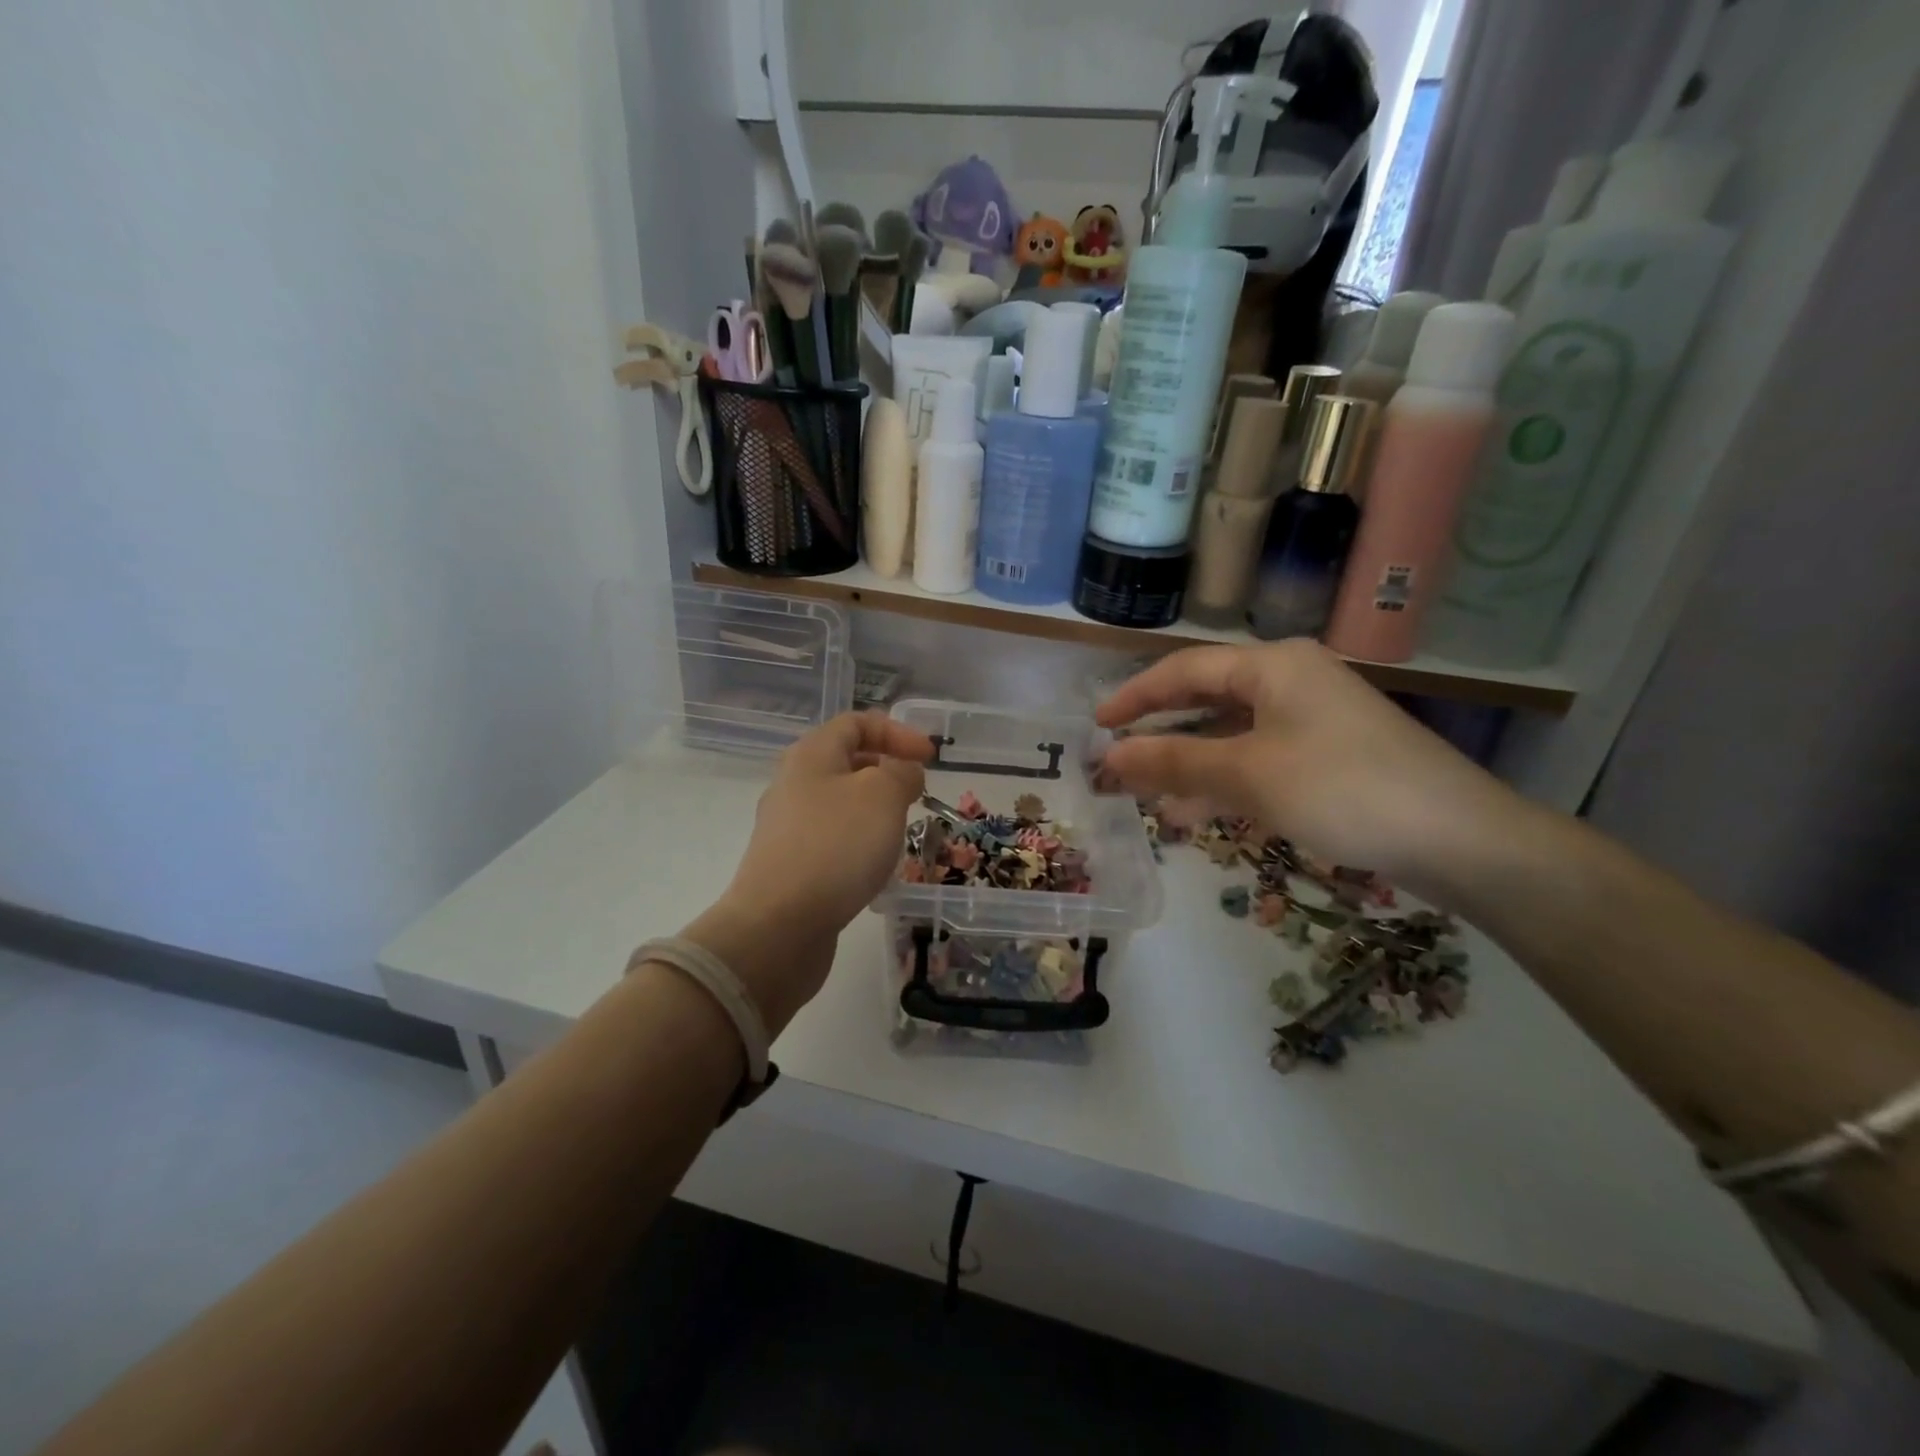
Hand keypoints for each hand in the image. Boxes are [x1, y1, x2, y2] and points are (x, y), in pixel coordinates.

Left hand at [683, 712, 931, 1031]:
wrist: (778, 926)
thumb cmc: (836, 847)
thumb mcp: (882, 795)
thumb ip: (901, 772)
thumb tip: (903, 772)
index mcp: (811, 755)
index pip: (856, 723)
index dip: (897, 731)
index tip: (930, 757)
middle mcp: (793, 784)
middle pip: (845, 761)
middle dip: (887, 770)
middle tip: (918, 793)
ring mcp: (788, 828)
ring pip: (840, 803)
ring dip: (876, 809)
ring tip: (902, 829)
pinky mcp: (790, 866)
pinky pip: (832, 840)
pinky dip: (860, 842)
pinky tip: (876, 866)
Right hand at [1096, 641, 1528, 904]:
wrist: (1460, 840)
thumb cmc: (1343, 788)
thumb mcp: (1249, 774)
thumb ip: (1174, 762)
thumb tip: (1109, 756)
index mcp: (1273, 666)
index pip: (1185, 670)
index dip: (1136, 696)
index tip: (1097, 723)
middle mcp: (1291, 682)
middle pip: (1207, 700)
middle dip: (1160, 732)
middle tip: (1117, 758)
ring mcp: (1313, 721)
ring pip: (1231, 736)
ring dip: (1188, 764)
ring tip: (1146, 796)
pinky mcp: (1328, 758)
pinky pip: (1258, 761)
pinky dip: (1225, 782)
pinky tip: (1197, 814)